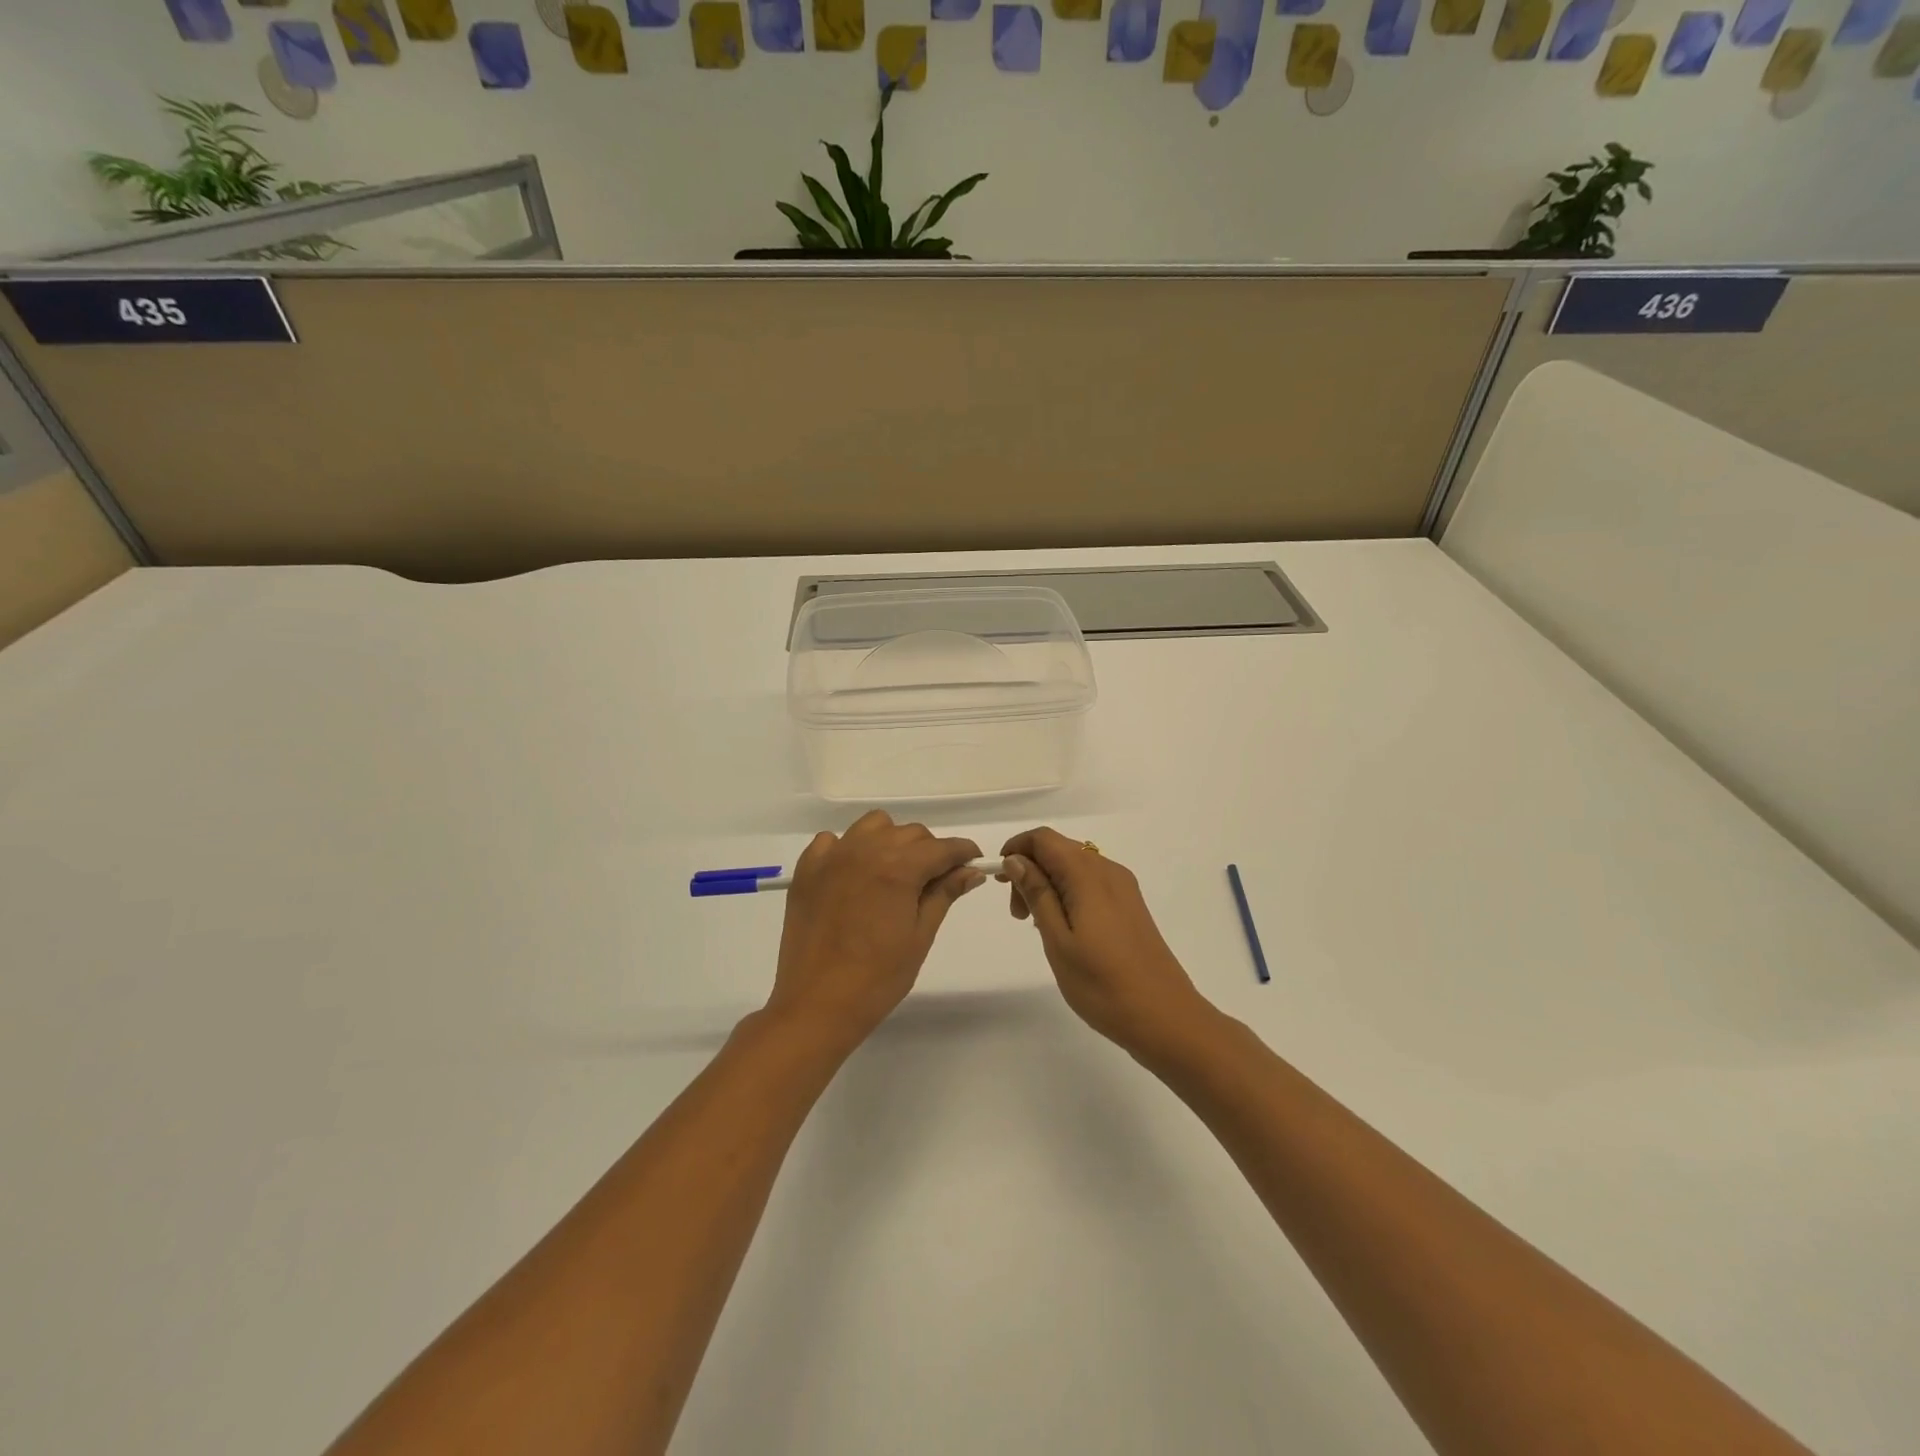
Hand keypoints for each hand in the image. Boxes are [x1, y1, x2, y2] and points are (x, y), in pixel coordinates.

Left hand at [768, 811, 983, 1046]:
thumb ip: (944, 895)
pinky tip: (853, 876)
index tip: (973, 862)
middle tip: (934, 881)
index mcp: (898, 867)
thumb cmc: (878, 978)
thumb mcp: (920, 936)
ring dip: (891, 841)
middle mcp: (865, 850)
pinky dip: (848, 849)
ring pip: (873, 827)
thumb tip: (971, 871)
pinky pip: (833, 841)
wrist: (816, 1004)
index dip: (963, 853)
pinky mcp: (807, 870)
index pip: (942, 847)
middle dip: (930, 850)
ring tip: (893, 873)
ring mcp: (832, 857)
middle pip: (910, 833)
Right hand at [999, 828, 1213, 1058]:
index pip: (1044, 838)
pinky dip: (1067, 895)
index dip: (1016, 849)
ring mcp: (1123, 889)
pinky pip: (1090, 884)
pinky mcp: (1130, 906)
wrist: (1165, 1018)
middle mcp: (1109, 871)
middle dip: (1030, 870)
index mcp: (1089, 875)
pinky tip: (1062, 929)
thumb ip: (1037, 894)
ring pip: (1074, 867)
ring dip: (1047, 884)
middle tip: (1017, 915)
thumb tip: (1016, 860)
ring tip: (1036, 926)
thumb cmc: (1103, 984)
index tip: (1000, 883)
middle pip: (1059, 849)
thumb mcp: (1058, 940)